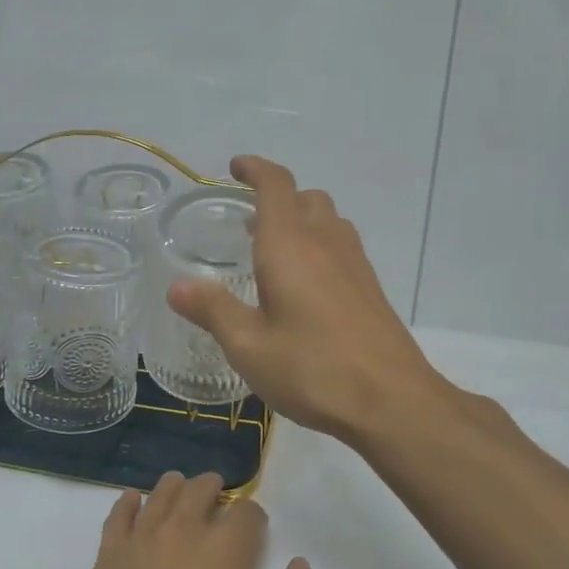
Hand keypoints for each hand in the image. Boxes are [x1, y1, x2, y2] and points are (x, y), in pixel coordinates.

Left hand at [69, 472, 325, 568]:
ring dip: (177, 488)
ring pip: (161, 492)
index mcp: (226, 547)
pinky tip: (135, 503)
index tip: (255, 532)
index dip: (255, 518)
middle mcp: (183, 528)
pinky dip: (129, 502)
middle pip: (201, 488)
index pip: (247, 510)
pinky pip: (118, 513)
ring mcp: (141, 539)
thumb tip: (298, 565)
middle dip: (216, 491)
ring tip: (182, 496)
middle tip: (219, 503)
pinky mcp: (109, 557)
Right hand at [166, 155, 450, 440]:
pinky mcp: (370, 288)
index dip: (255, 168)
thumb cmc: (312, 368)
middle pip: (305, 198)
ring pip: (328, 220)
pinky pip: (342, 247)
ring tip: (275, 250)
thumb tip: (177, 287)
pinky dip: (319, 246)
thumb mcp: (248, 345)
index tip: (235, 167)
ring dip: (302, 220)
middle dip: (277, 197)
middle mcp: (325, 242)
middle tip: (249, 221)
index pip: (276, 184)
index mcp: (289, 245)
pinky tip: (306, 286)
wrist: (391, 400)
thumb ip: (213, 310)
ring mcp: (354, 264)